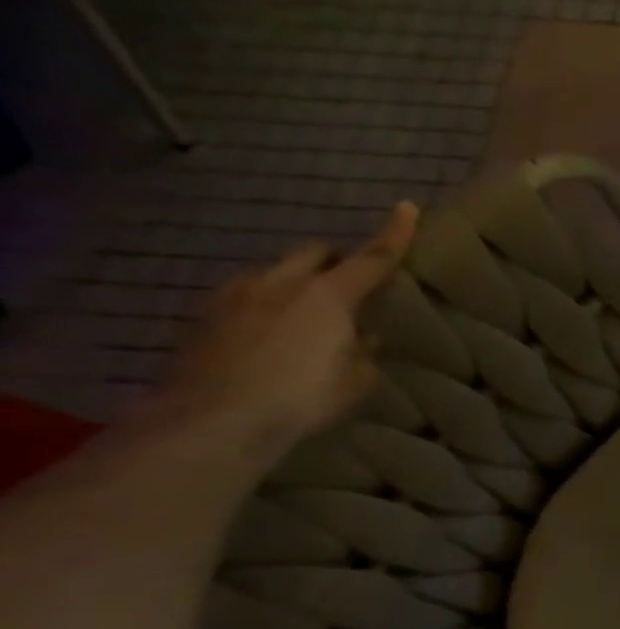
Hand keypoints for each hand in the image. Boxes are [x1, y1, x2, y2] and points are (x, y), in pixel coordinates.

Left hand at [148, 203, 418, 461]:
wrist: (211, 420)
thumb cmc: (302, 397)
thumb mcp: (356, 380)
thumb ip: (362, 352)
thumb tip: (361, 339)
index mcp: (329, 296)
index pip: (372, 257)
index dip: (394, 233)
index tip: (406, 207)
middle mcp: (281, 284)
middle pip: (314, 252)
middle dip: (334, 259)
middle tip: (348, 281)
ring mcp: (235, 297)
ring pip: (274, 272)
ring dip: (295, 283)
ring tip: (304, 313)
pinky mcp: (204, 317)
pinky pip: (245, 297)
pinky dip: (264, 306)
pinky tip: (267, 335)